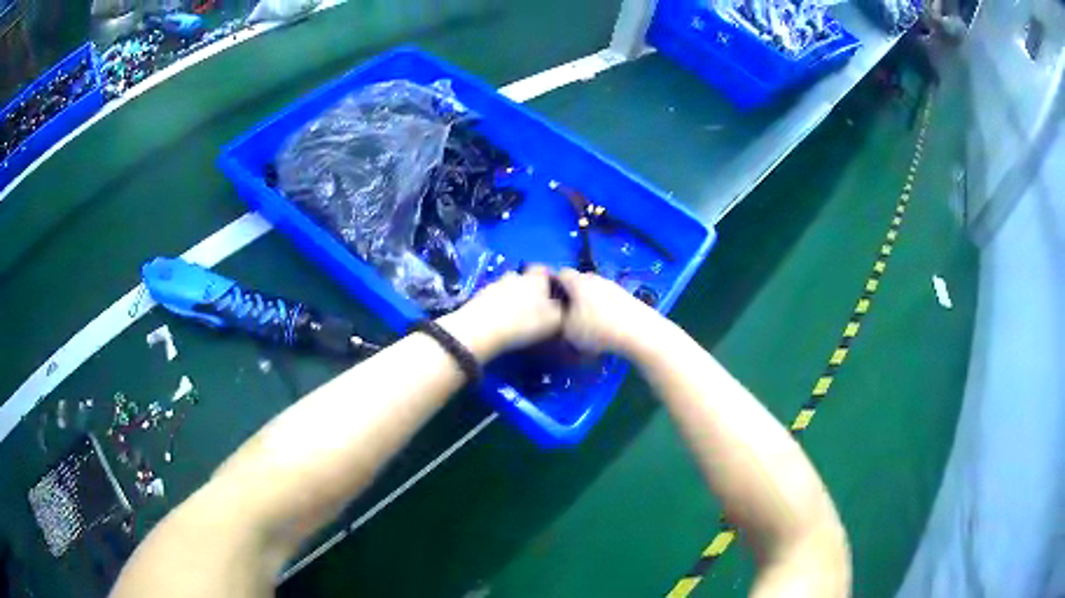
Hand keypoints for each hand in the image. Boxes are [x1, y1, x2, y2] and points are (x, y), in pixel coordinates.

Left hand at [442, 266, 564, 357]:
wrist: (481, 329)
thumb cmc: (523, 323)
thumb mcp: (554, 321)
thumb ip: (563, 312)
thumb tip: (566, 308)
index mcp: (535, 278)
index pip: (544, 269)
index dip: (550, 278)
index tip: (553, 292)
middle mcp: (515, 275)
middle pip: (525, 278)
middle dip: (530, 289)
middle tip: (535, 307)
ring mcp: (494, 284)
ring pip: (508, 288)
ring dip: (512, 298)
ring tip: (516, 316)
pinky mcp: (478, 297)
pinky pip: (493, 299)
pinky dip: (497, 307)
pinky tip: (500, 321)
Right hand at [555, 269, 661, 354]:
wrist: (639, 332)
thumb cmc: (598, 329)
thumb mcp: (568, 330)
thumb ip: (559, 319)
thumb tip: (559, 315)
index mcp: (578, 282)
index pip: (561, 273)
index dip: (554, 284)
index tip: (552, 301)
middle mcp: (596, 278)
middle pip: (579, 281)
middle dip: (572, 294)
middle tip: (569, 313)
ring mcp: (614, 286)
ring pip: (596, 290)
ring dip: (590, 301)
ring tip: (590, 322)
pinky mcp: (628, 296)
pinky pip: (609, 299)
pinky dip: (605, 307)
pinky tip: (607, 325)